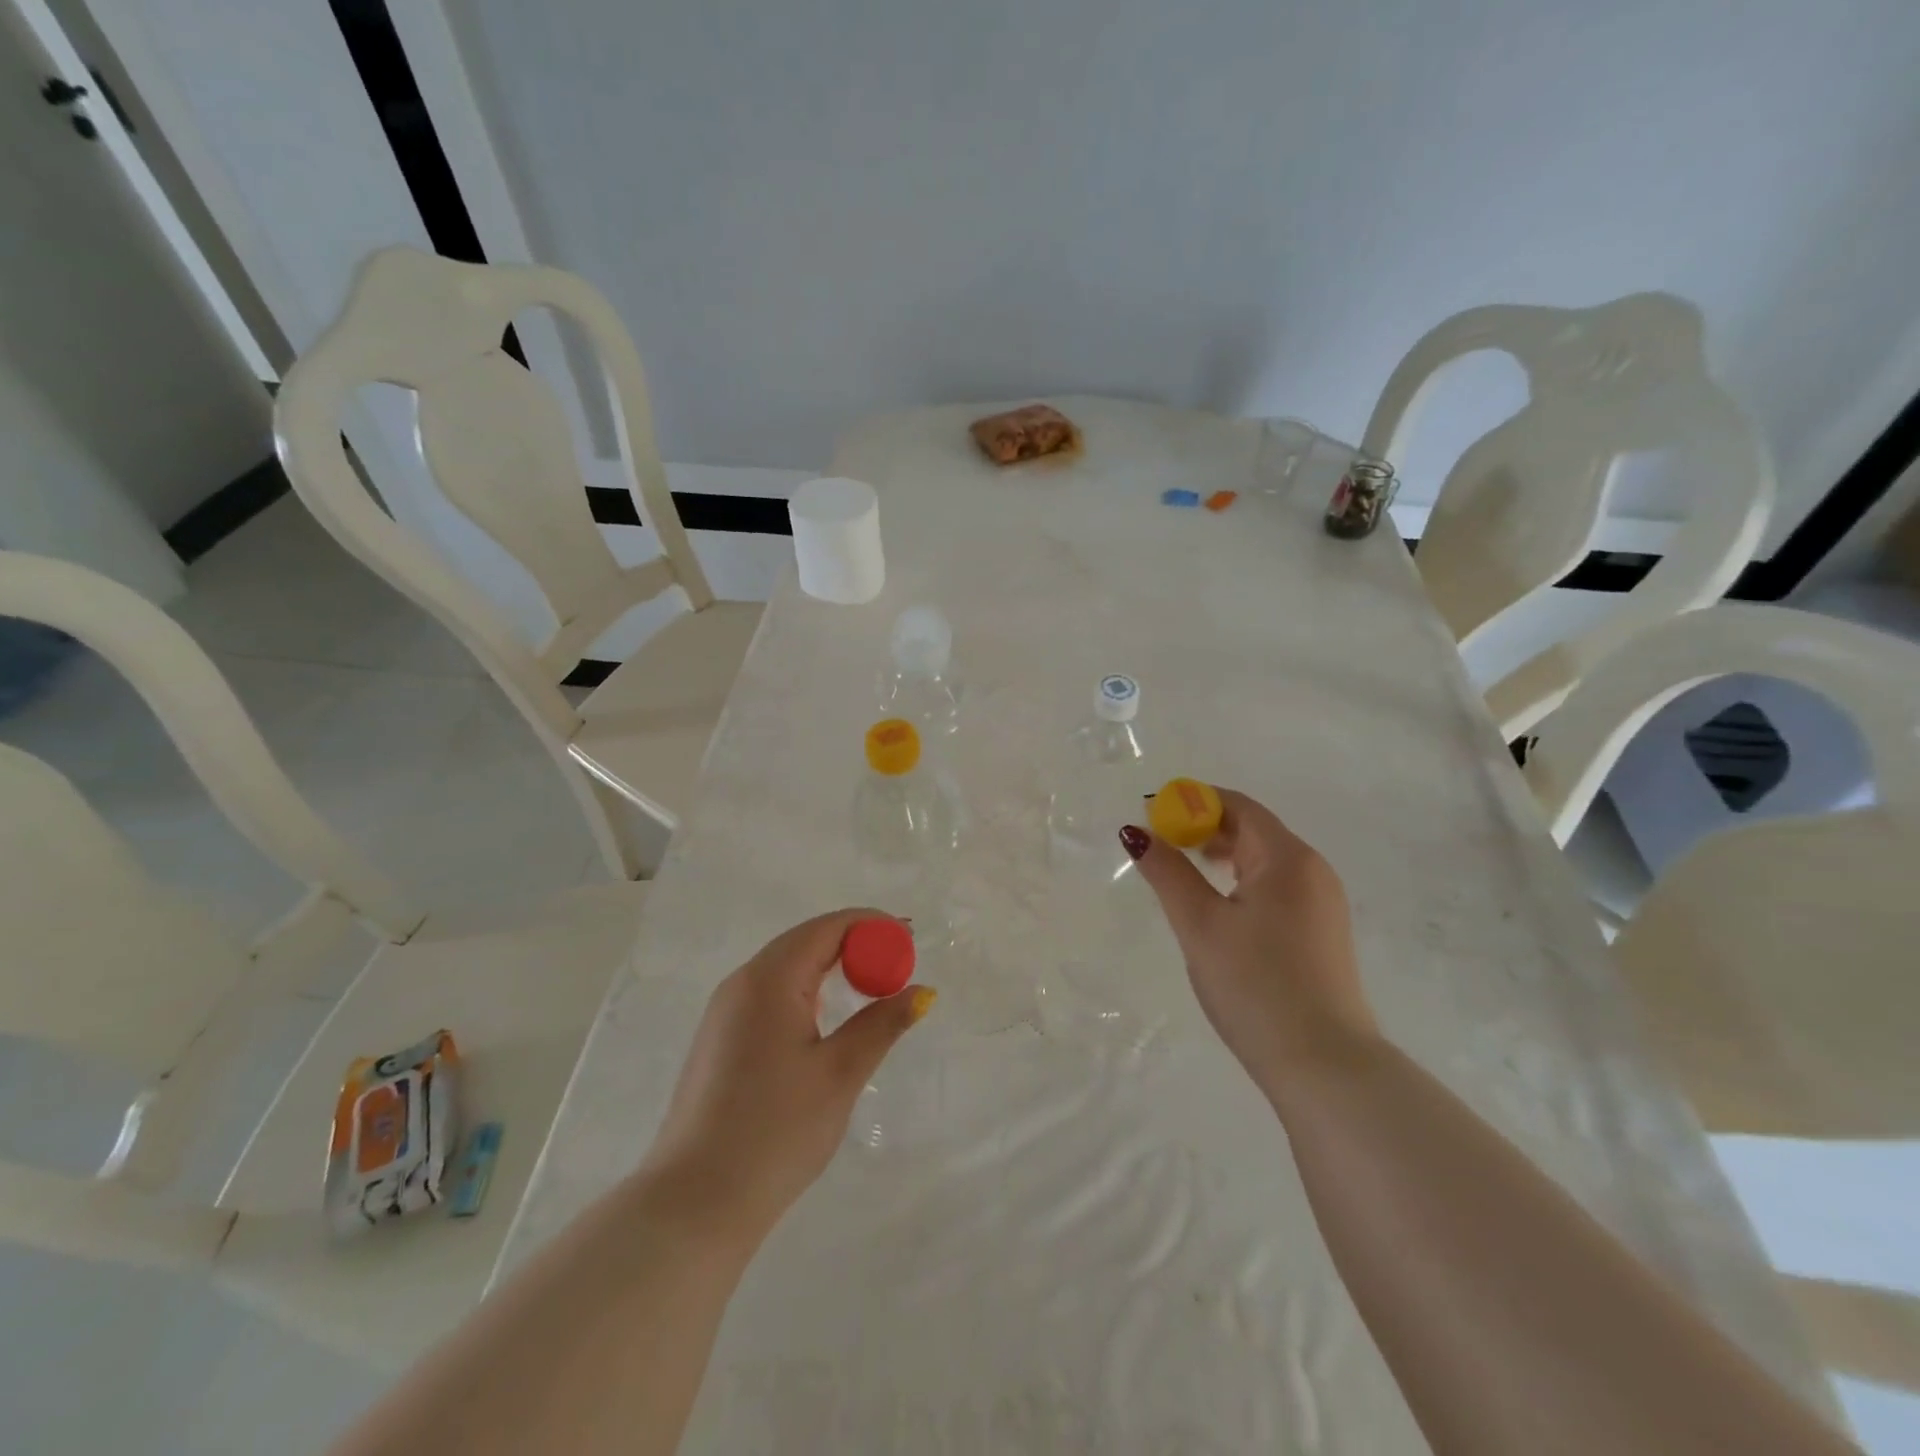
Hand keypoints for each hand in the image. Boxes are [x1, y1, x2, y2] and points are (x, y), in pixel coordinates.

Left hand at [638, 909, 935, 1244]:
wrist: (694, 1204)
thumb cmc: (775, 1131)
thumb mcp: (840, 1073)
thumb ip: (882, 1024)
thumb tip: (920, 991)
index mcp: (769, 979)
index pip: (827, 928)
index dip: (871, 926)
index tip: (909, 940)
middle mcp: (741, 983)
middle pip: (805, 941)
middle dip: (855, 944)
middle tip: (898, 965)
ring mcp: (725, 1011)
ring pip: (786, 967)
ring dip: (830, 967)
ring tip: (871, 988)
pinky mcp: (720, 1039)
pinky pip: (770, 993)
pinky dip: (807, 990)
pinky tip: (826, 1019)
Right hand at [1122, 789, 1376, 1101]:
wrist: (1323, 1065)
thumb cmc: (1255, 984)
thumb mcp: (1200, 925)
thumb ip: (1167, 873)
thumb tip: (1136, 833)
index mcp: (1288, 858)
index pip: (1238, 806)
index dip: (1192, 802)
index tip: (1152, 815)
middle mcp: (1313, 870)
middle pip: (1253, 828)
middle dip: (1204, 827)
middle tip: (1160, 844)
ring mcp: (1322, 902)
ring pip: (1264, 859)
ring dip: (1221, 854)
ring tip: (1182, 871)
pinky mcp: (1321, 931)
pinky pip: (1276, 886)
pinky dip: (1241, 880)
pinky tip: (1218, 904)